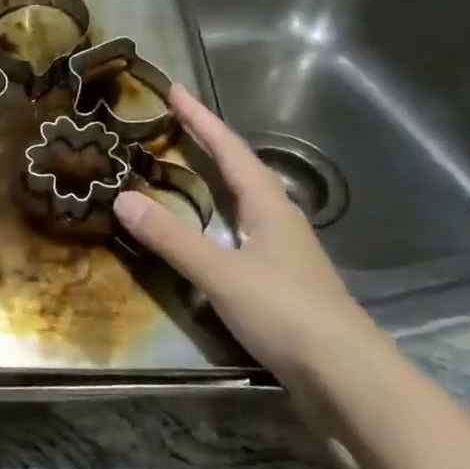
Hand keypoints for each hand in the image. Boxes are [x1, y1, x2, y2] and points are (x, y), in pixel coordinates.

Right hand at [112, 86, 391, 390]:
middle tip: (169, 127)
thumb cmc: (286, 313)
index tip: (174, 90)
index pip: (230, 149)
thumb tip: (122, 198)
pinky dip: (213, 222)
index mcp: (268, 206)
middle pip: (238, 170)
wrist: (347, 379)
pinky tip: (201, 236)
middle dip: (205, 145)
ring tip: (177, 173)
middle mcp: (278, 221)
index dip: (201, 119)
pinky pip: (238, 235)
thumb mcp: (221, 273)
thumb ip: (172, 238)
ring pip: (240, 204)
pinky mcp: (280, 284)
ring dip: (210, 183)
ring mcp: (282, 253)